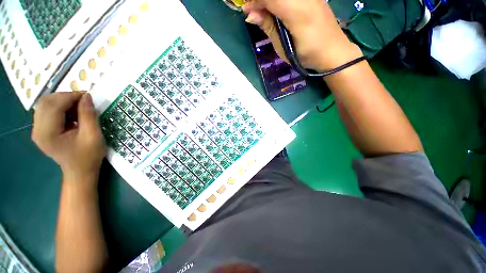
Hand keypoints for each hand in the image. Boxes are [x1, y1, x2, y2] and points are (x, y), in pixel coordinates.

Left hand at [32, 92, 105, 183]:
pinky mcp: (41, 130)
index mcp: (48, 133)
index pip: (54, 105)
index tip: (88, 96)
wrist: (80, 171)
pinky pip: (47, 111)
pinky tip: (71, 113)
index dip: (71, 96)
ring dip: (62, 101)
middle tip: (83, 101)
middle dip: (65, 97)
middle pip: (46, 102)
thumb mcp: (93, 136)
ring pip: (45, 105)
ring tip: (78, 107)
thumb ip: (88, 115)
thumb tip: (86, 97)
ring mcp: (37, 130)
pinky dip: (59, 107)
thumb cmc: (88, 156)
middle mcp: (37, 130)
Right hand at [242, 0, 362, 71]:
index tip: (246, 11)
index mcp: (296, 11)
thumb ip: (269, 27)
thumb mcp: (284, 48)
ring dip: (270, 1)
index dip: (255, 1)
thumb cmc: (307, 55)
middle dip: (261, 0)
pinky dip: (279, 1)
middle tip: (254, 11)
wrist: (333, 51)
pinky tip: (276, 9)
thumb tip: (250, 14)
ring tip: (263, 11)